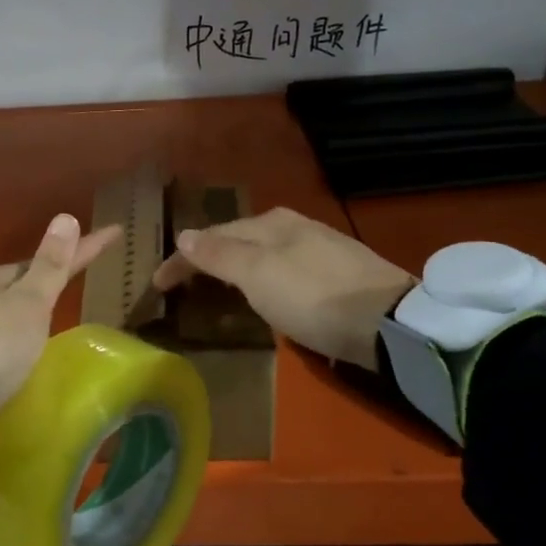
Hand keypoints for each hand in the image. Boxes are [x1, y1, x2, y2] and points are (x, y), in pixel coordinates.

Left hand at [0, 213, 120, 427]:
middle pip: (23, 279)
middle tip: (80, 270)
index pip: (51, 258)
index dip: (85, 247)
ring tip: (52, 309)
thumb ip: (50, 266)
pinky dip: (12, 330)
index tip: (115, 232)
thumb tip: (66, 217)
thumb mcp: (28, 305)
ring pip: (4, 305)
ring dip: (28, 303)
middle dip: (50, 273)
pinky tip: (17, 345)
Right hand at [153, 207, 413, 368]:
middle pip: (239, 239)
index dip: (182, 259)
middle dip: (210, 256)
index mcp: (271, 222)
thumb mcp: (257, 274)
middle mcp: (294, 227)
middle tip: (185, 282)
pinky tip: (267, 293)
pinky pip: (283, 268)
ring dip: (236, 267)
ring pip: (263, 253)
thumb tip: (183, 234)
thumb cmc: (313, 296)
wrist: (388, 322)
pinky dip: (262, 278)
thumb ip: (219, 255)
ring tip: (219, 288)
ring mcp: (320, 248)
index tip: (157, 284)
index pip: (213, 235)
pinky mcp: (339, 274)